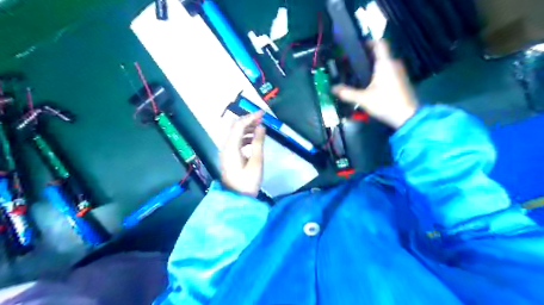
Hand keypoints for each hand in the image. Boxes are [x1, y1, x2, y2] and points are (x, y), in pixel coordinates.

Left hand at [218, 111, 265, 196]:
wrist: (237, 199)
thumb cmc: (248, 181)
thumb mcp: (256, 162)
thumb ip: (258, 142)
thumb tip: (261, 127)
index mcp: (231, 147)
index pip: (239, 125)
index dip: (251, 117)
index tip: (263, 114)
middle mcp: (225, 147)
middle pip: (235, 128)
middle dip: (248, 121)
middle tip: (262, 119)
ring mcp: (226, 152)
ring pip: (235, 134)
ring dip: (247, 129)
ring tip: (260, 128)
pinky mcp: (229, 157)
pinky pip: (236, 142)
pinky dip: (245, 137)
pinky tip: (254, 140)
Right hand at [332, 39, 419, 128]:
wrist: (408, 117)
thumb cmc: (386, 103)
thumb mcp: (363, 99)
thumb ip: (347, 93)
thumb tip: (333, 88)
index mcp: (385, 63)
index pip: (379, 43)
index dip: (368, 42)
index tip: (357, 47)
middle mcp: (394, 64)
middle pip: (380, 54)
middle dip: (366, 57)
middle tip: (352, 65)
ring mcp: (399, 73)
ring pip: (384, 64)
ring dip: (373, 67)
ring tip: (358, 75)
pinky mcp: (401, 82)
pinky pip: (388, 72)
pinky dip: (379, 75)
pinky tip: (370, 85)